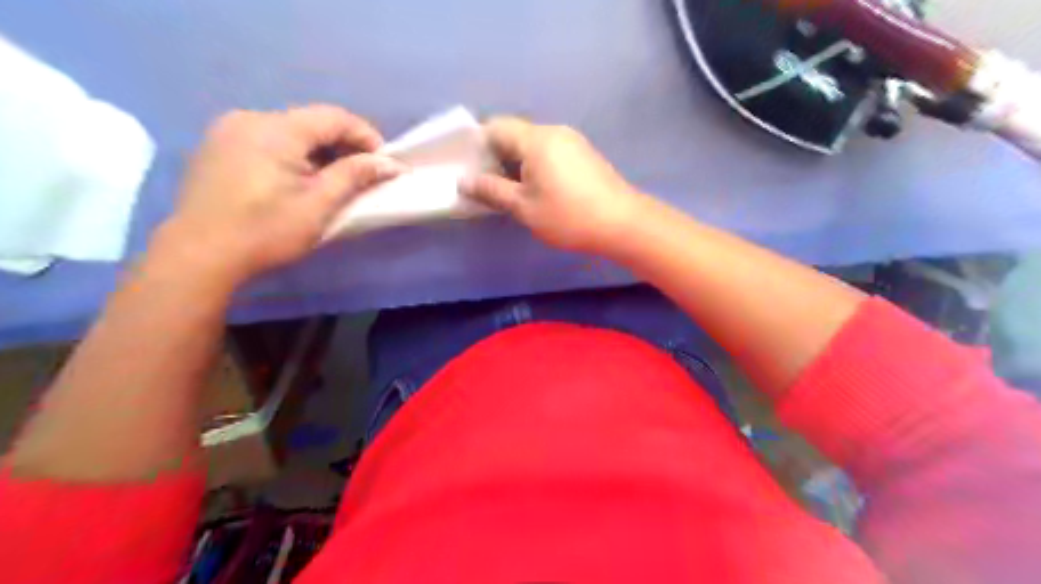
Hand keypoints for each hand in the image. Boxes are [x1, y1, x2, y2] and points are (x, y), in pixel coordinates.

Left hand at [156, 106, 404, 286]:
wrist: (199, 255)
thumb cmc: (266, 230)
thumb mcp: (319, 204)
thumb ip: (355, 175)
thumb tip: (390, 163)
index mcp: (275, 129)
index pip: (333, 117)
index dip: (365, 136)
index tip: (385, 163)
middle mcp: (249, 118)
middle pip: (310, 122)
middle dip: (343, 145)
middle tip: (363, 175)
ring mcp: (228, 131)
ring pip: (289, 132)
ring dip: (319, 152)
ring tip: (335, 181)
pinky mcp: (218, 148)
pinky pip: (267, 141)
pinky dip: (293, 156)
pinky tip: (299, 181)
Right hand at [459, 117, 648, 254]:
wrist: (623, 224)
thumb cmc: (569, 216)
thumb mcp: (524, 208)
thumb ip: (492, 191)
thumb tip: (464, 182)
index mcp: (536, 139)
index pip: (495, 127)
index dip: (476, 144)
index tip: (467, 168)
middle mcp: (554, 132)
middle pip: (514, 134)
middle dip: (495, 156)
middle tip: (484, 184)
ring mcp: (572, 142)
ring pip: (532, 145)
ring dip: (515, 163)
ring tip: (507, 191)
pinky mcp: (583, 155)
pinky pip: (549, 153)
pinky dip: (535, 166)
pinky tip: (534, 190)